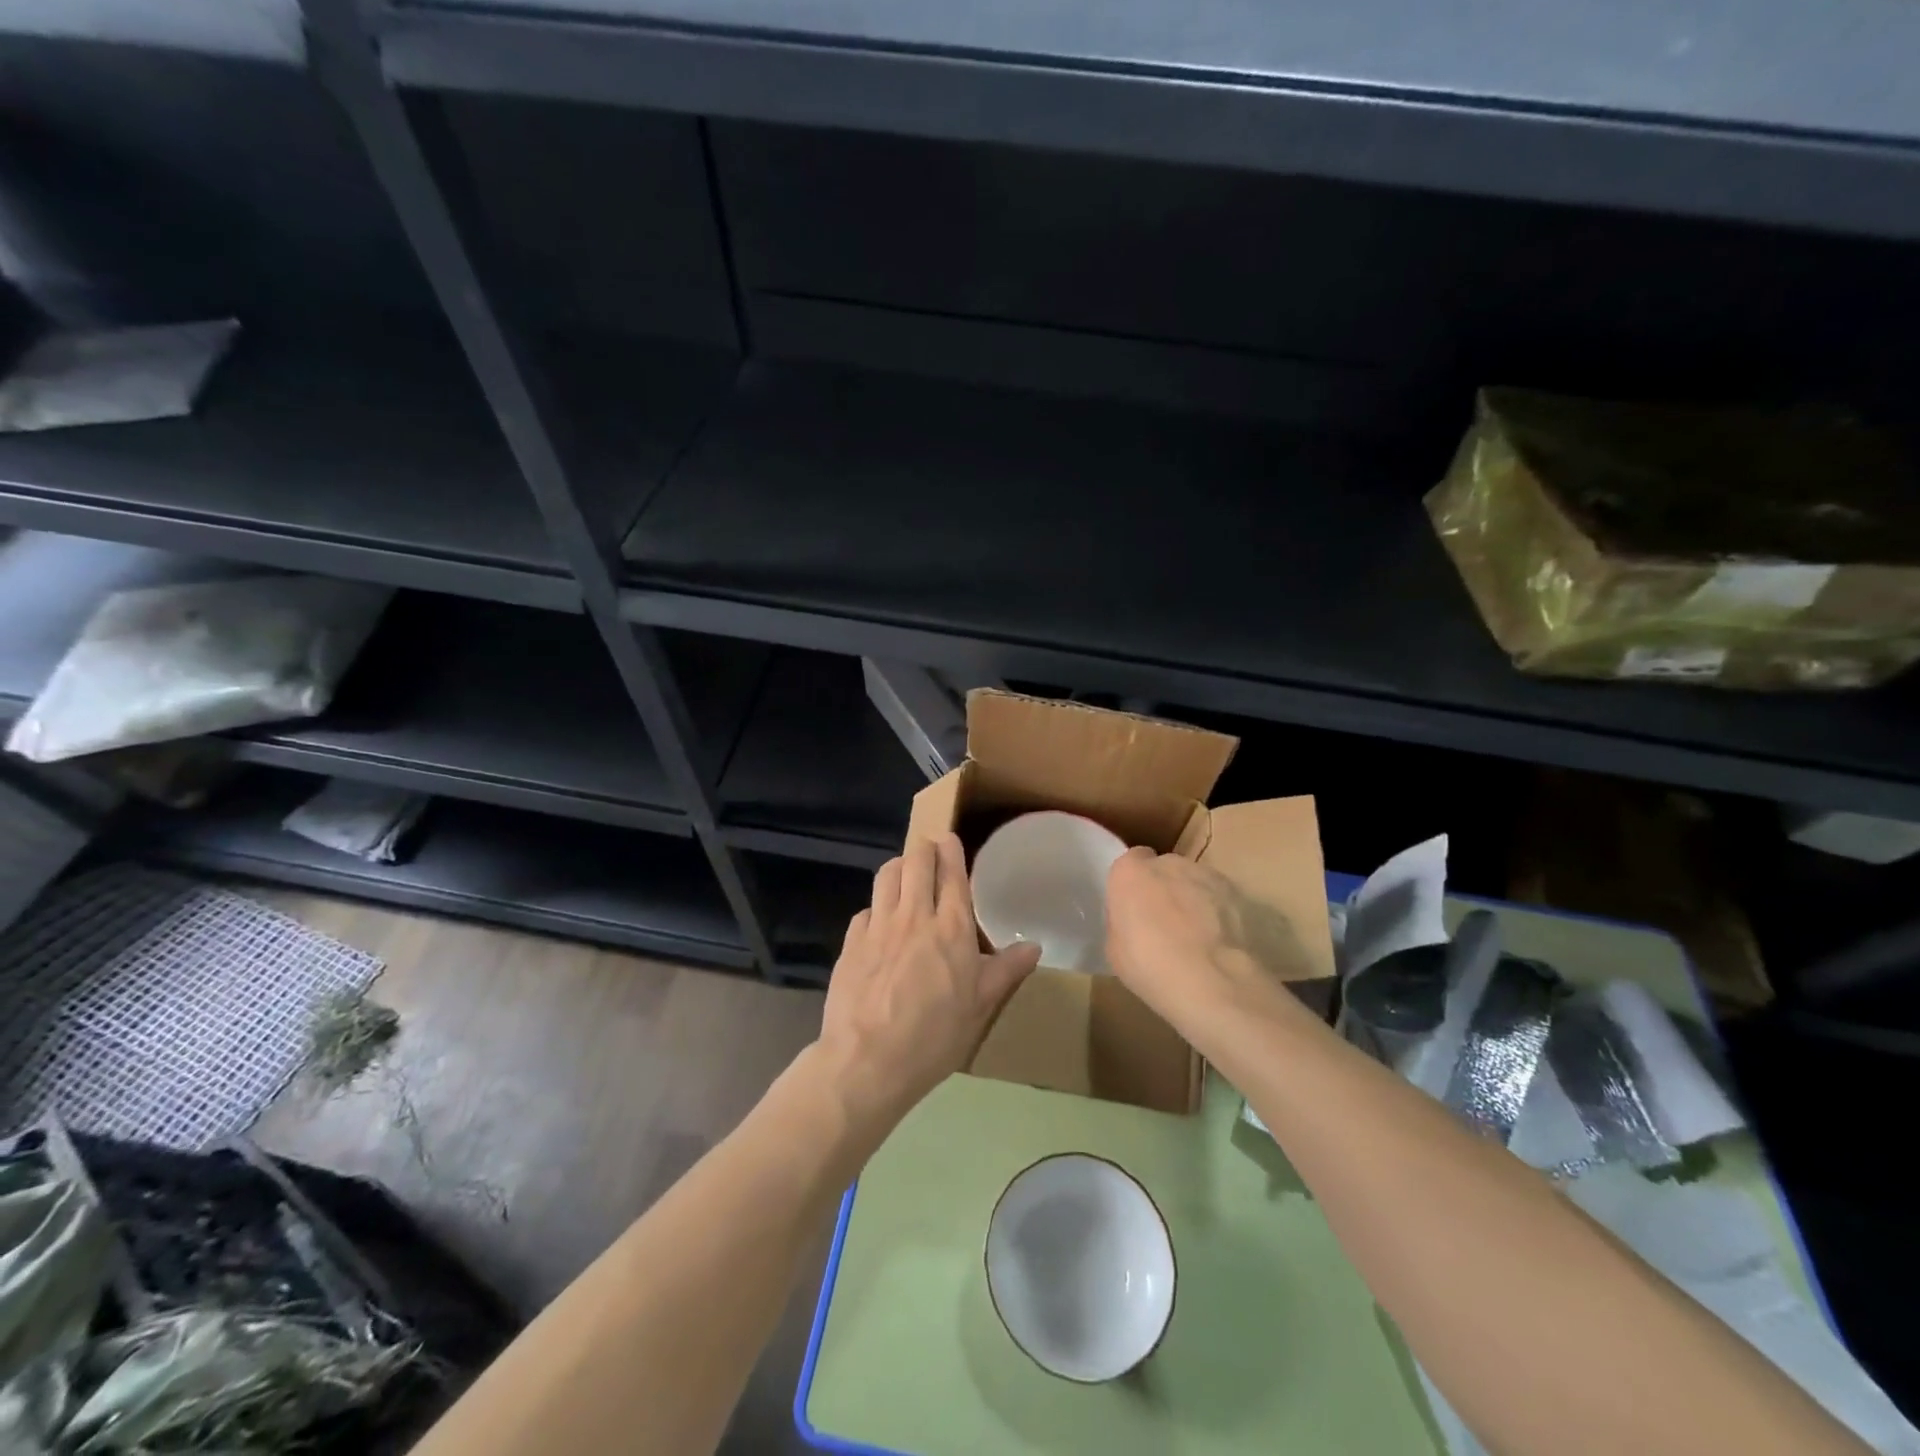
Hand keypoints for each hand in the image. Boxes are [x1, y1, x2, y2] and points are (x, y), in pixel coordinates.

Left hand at [817, 834, 1040, 1126]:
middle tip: (929, 851)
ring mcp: (878, 926)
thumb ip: (1006, 971)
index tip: (949, 838)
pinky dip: (876, 907)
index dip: (950, 850)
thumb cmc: (934, 1036)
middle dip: (923, 848)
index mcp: (951, 928)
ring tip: (905, 873)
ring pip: (887, 875)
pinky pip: (865, 910)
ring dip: (899, 866)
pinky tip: (879, 922)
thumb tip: (1034, 945)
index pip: (951, 873)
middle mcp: (914, 916)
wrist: (867, 1061)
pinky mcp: (851, 942)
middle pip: (915, 861)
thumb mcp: (980, 1007)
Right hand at [1104, 847, 1305, 1031]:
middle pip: (1165, 869)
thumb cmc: (1150, 965)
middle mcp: (1169, 863)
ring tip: (1198, 939)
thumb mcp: (1115, 950)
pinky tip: (1221, 944)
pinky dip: (1220, 914)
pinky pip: (1222, 899)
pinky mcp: (1239, 893)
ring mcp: (1207, 875)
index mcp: (1131, 872)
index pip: (1130, 862)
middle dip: (1165, 889)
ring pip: (1196, 882)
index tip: (1135, 908)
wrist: (1212, 980)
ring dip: (1194, 900)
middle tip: (1164, 925)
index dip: (1134, 884)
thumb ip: (1123, 923)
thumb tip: (1134, 922)